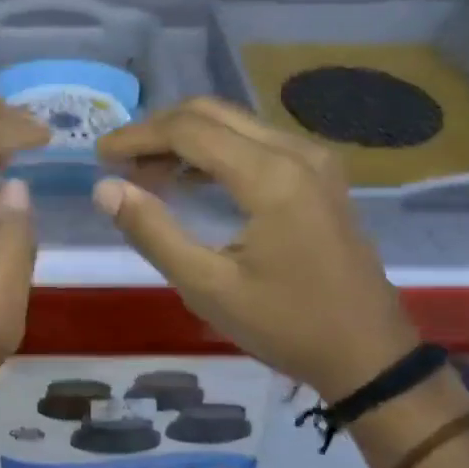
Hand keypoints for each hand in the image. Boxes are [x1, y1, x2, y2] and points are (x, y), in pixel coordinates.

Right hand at [93, 97, 423, 403]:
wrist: (369, 354)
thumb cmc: (286, 325)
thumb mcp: (207, 287)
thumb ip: (153, 231)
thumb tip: (105, 188)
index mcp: (270, 176)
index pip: (188, 130)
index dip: (138, 136)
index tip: (100, 156)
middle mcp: (296, 152)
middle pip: (212, 113)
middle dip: (158, 130)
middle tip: (119, 162)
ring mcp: (314, 160)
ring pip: (235, 123)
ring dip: (185, 138)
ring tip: (144, 172)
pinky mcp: (319, 175)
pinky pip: (256, 141)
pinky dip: (215, 150)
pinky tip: (189, 179)